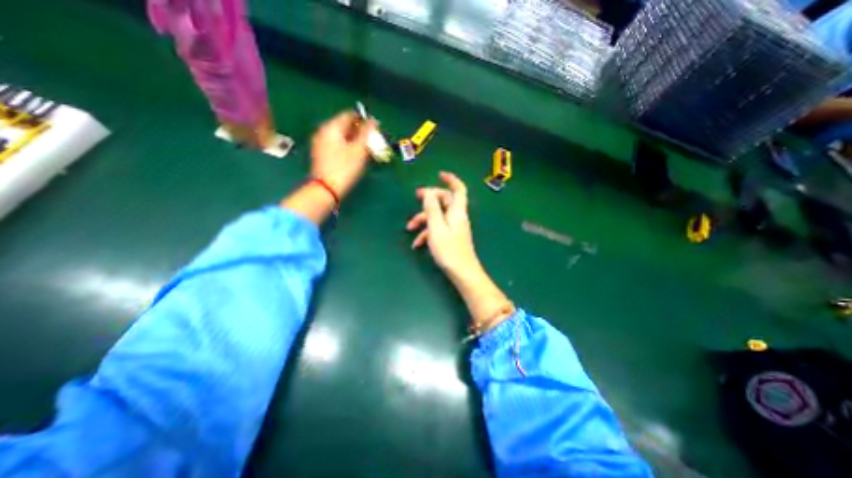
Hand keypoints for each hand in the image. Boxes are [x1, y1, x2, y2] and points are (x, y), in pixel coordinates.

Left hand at [310, 110, 374, 197]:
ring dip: (354, 139)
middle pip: (344, 125)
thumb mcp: (359, 150)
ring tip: (366, 148)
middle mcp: (323, 132)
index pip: (349, 115)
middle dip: (359, 130)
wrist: (327, 189)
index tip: (376, 127)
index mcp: (331, 127)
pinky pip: (337, 144)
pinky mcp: (322, 155)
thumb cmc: (344, 168)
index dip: (364, 119)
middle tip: (372, 139)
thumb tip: (373, 121)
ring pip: (341, 136)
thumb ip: (366, 133)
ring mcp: (321, 143)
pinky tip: (355, 155)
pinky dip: (347, 146)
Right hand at [405, 170, 512, 327]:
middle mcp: (457, 217)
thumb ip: (432, 209)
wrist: (461, 272)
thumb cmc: (449, 250)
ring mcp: (454, 227)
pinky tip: (417, 243)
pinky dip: (427, 233)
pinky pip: (438, 229)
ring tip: (409, 228)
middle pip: (444, 201)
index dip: (451, 179)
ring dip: (423, 219)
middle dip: (429, 199)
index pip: (458, 189)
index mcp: (456, 211)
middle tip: (415, 197)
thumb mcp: (436, 227)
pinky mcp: (451, 237)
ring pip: (438, 215)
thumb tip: (428, 193)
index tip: (439, 174)